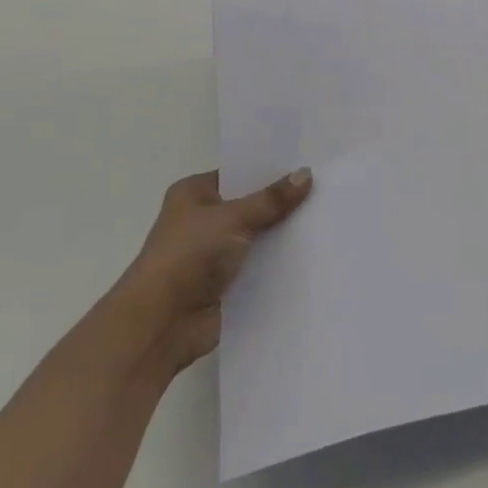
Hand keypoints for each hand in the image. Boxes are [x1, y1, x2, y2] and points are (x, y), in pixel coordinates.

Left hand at [113, 169, 312, 375]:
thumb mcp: (234, 218)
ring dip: (283, 233)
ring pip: (258, 235)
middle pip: (251, 204)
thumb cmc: (188, 256)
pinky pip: (259, 264)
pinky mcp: (226, 283)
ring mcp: (213, 253)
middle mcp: (202, 219)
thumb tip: (306, 173)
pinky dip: (279, 261)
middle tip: (325, 188)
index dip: (271, 169)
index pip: (240, 173)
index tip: (308, 163)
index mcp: (194, 193)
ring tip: (327, 218)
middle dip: (282, 202)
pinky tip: (313, 251)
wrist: (160, 324)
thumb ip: (272, 199)